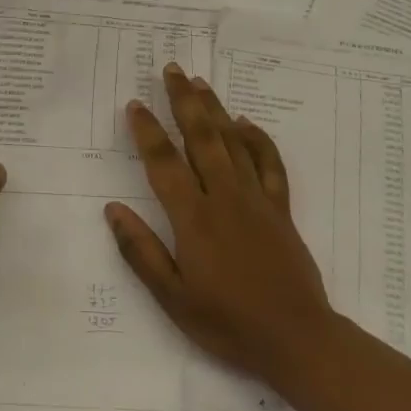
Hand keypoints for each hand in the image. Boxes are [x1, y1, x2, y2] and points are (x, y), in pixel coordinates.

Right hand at [105, 64, 335, 391]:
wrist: (297, 340)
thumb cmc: (228, 322)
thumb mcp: (172, 298)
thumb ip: (140, 251)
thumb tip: (112, 209)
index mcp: (194, 218)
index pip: (164, 163)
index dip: (147, 131)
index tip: (134, 105)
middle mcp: (224, 197)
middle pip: (201, 137)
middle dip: (184, 101)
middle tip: (172, 69)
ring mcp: (256, 200)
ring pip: (233, 142)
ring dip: (215, 109)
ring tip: (200, 82)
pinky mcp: (280, 209)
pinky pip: (269, 165)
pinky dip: (258, 140)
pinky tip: (246, 123)